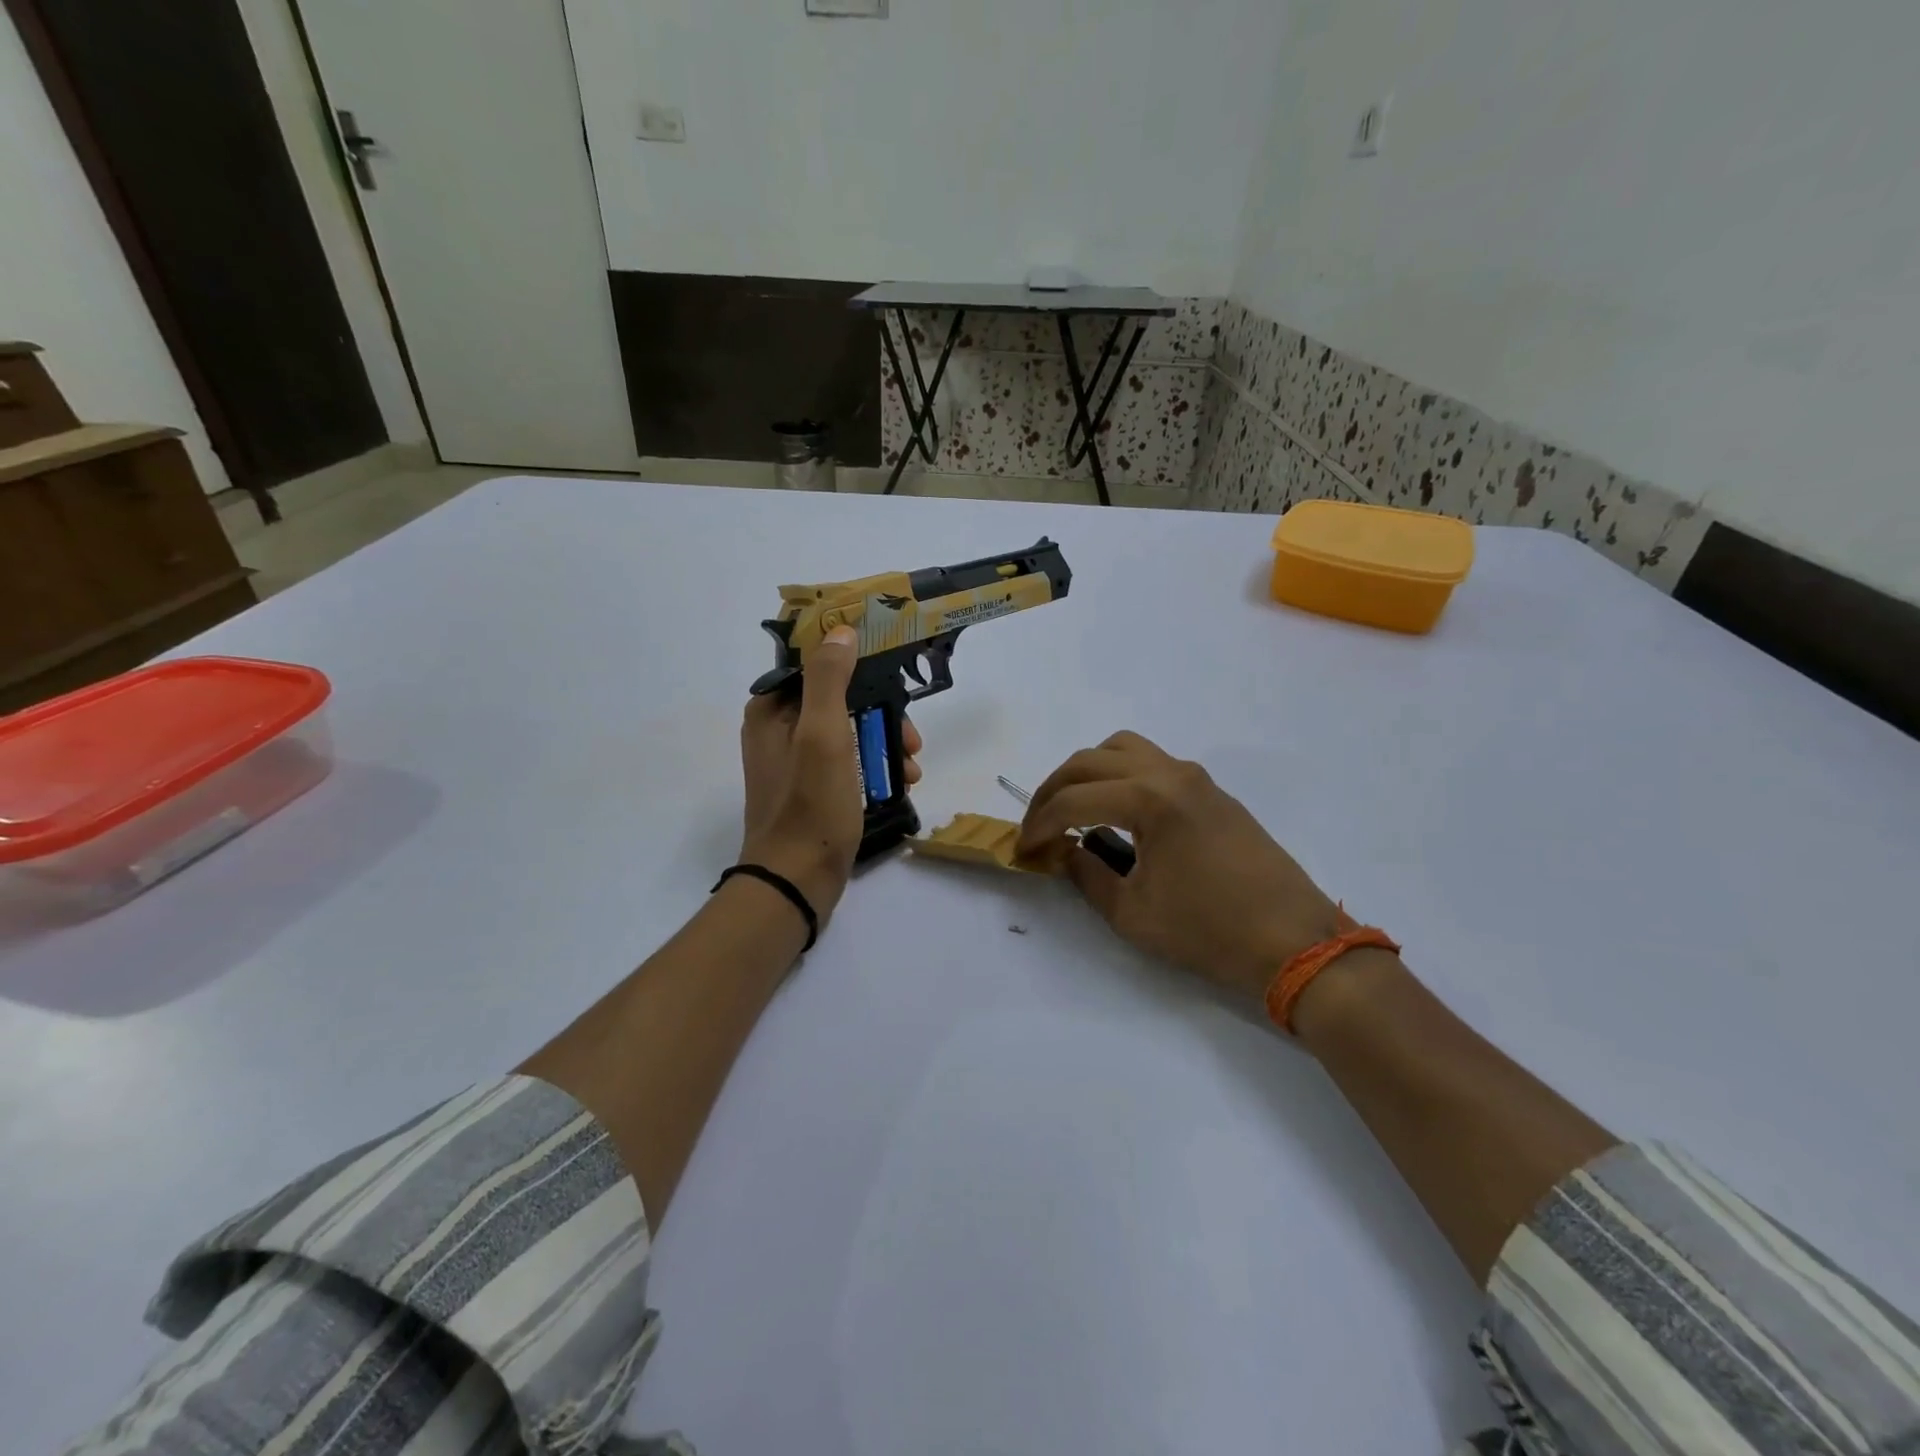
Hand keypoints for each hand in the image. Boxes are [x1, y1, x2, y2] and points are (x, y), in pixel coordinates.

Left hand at [739, 626, 920, 920]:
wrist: (797, 881)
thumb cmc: (810, 805)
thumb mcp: (823, 735)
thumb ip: (830, 679)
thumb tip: (841, 630)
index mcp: (772, 710)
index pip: (815, 665)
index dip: (855, 662)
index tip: (893, 672)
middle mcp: (779, 730)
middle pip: (839, 699)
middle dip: (881, 713)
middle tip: (911, 737)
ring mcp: (796, 762)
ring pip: (850, 731)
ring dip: (885, 742)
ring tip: (913, 766)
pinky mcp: (813, 789)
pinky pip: (848, 761)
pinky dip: (875, 766)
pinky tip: (902, 782)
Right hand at [1016, 731, 1343, 1006]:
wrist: (1294, 941)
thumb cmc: (1209, 931)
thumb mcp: (1132, 913)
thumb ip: (1086, 874)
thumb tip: (1064, 851)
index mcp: (1149, 799)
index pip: (1073, 800)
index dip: (1039, 825)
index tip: (1023, 851)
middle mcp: (1169, 773)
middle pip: (1089, 761)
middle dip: (1053, 791)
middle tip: (1038, 827)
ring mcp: (1194, 777)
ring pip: (1122, 749)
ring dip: (1087, 772)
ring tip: (1073, 810)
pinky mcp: (1210, 790)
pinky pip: (1151, 762)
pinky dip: (1119, 776)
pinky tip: (1116, 814)